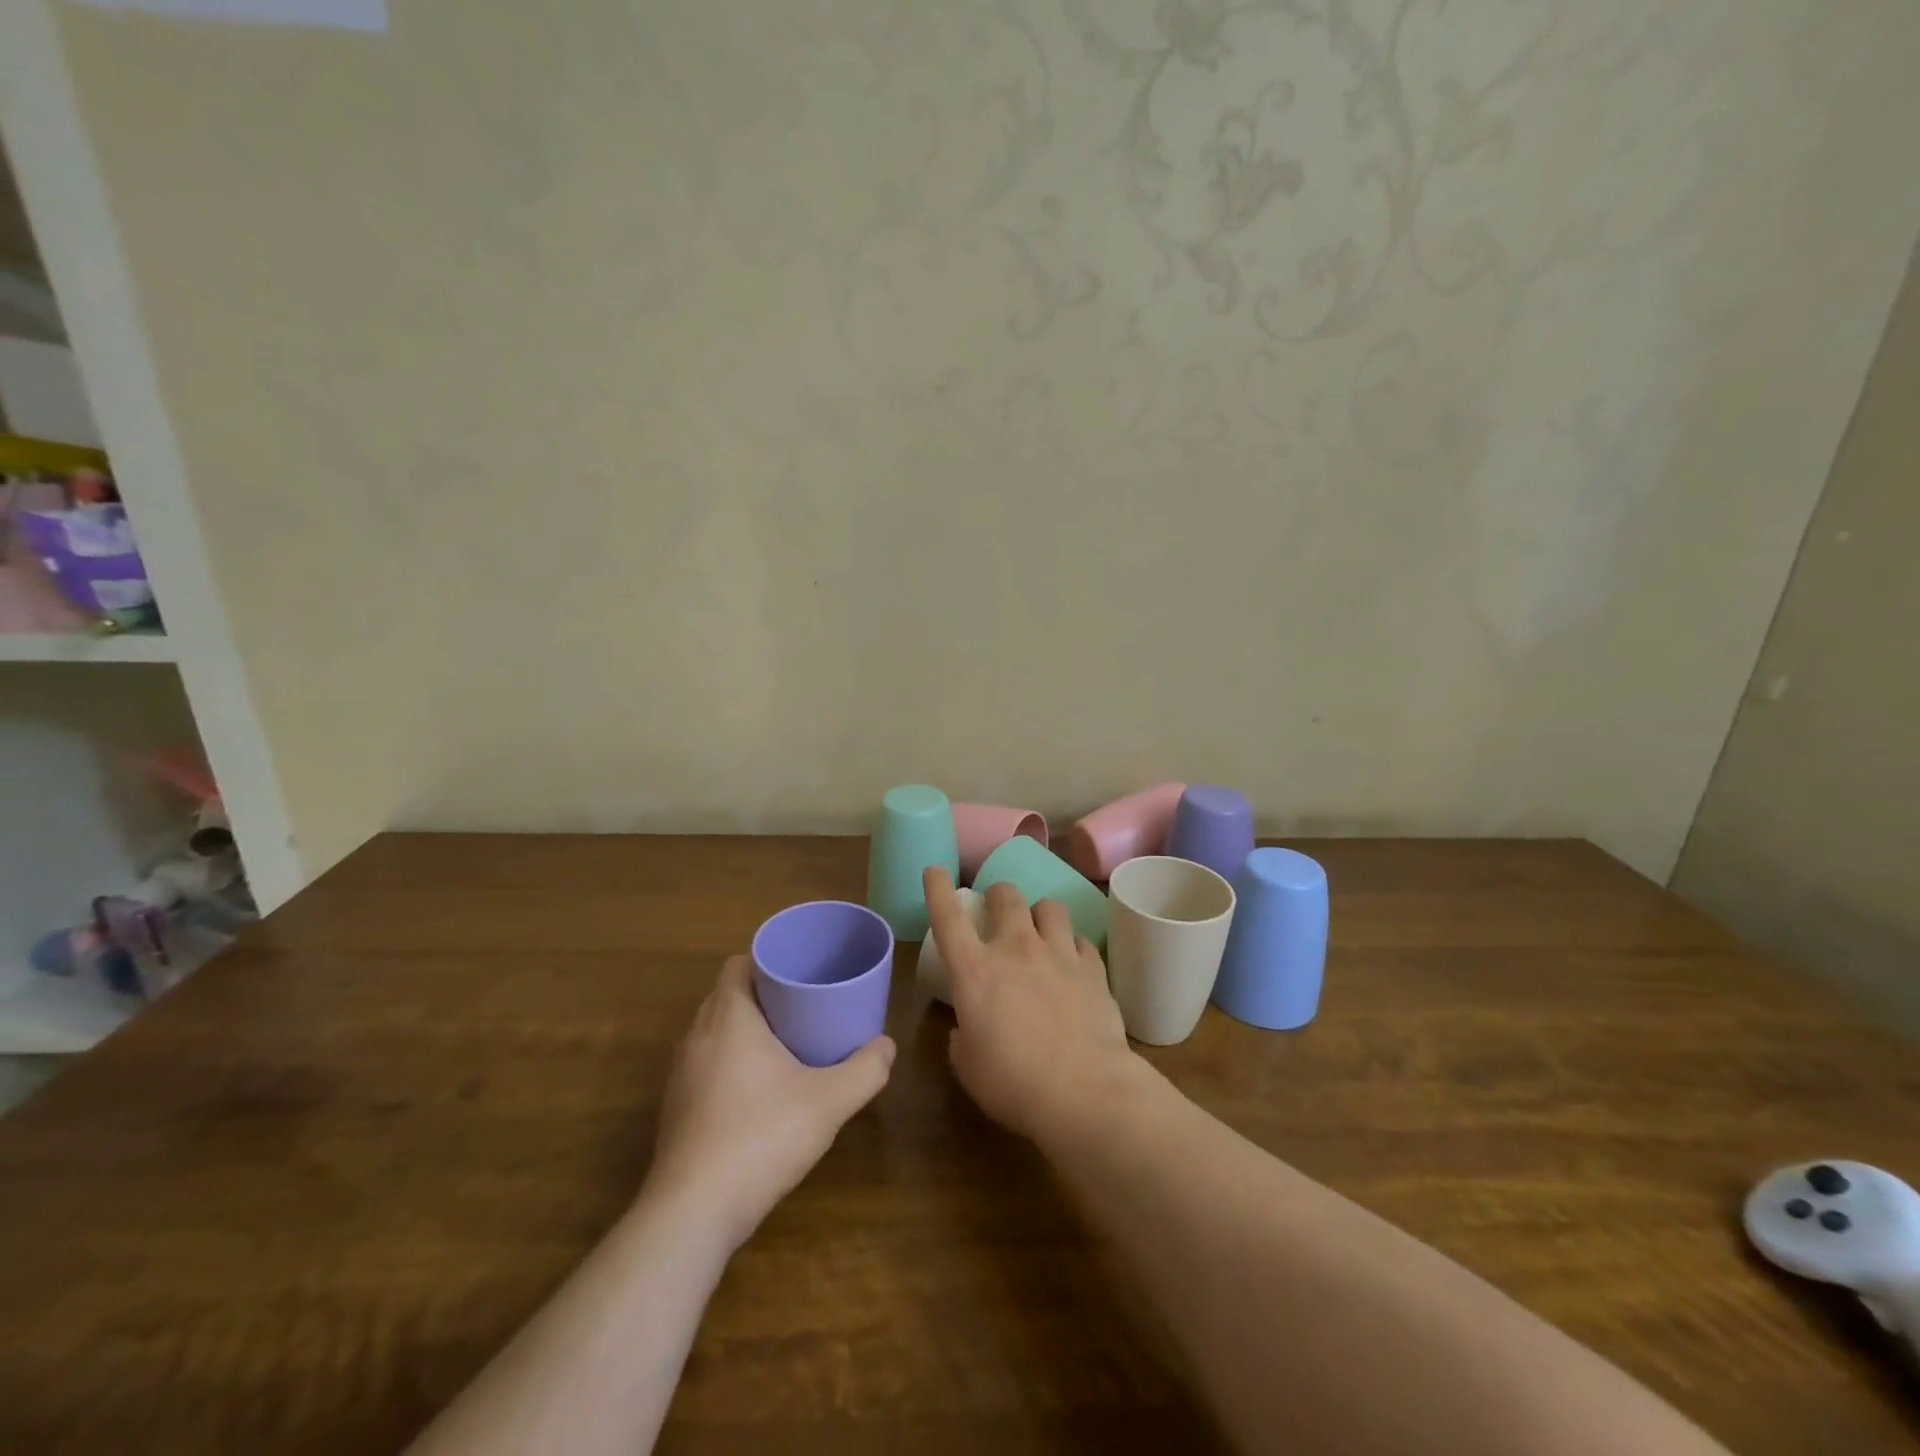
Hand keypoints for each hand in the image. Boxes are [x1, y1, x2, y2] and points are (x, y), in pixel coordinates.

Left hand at [645, 956, 894, 1250]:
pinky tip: (756, 1092)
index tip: (798, 971)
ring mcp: (680, 1075)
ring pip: (713, 1032)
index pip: (737, 965)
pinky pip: (703, 1065)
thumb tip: (887, 1046)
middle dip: (761, 995)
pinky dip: (727, 1063)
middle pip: (726, 996)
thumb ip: (865, 1071)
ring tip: (784, 1044)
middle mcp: (696, 1036)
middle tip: (802, 1005)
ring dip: (742, 1031)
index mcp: (729, 1017)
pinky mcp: (674, 1109)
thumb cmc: (761, 1137)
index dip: (766, 960)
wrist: (692, 1212)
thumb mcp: (828, 1102)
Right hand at [924, 866, 1142, 1143]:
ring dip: (1040, 914)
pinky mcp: (1093, 968)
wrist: (1085, 1092)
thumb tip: (967, 1029)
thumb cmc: (1014, 1085)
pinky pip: (1082, 940)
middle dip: (998, 895)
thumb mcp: (969, 1067)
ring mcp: (1058, 953)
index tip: (935, 871)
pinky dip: (1073, 947)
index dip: (938, 889)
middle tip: (998, 910)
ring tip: (1041, 930)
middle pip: (1006, 895)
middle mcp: (1016, 949)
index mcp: (975, 971)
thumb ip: (962, 1039)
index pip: (948, 917)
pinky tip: (1073, 963)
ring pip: (1050, 906)